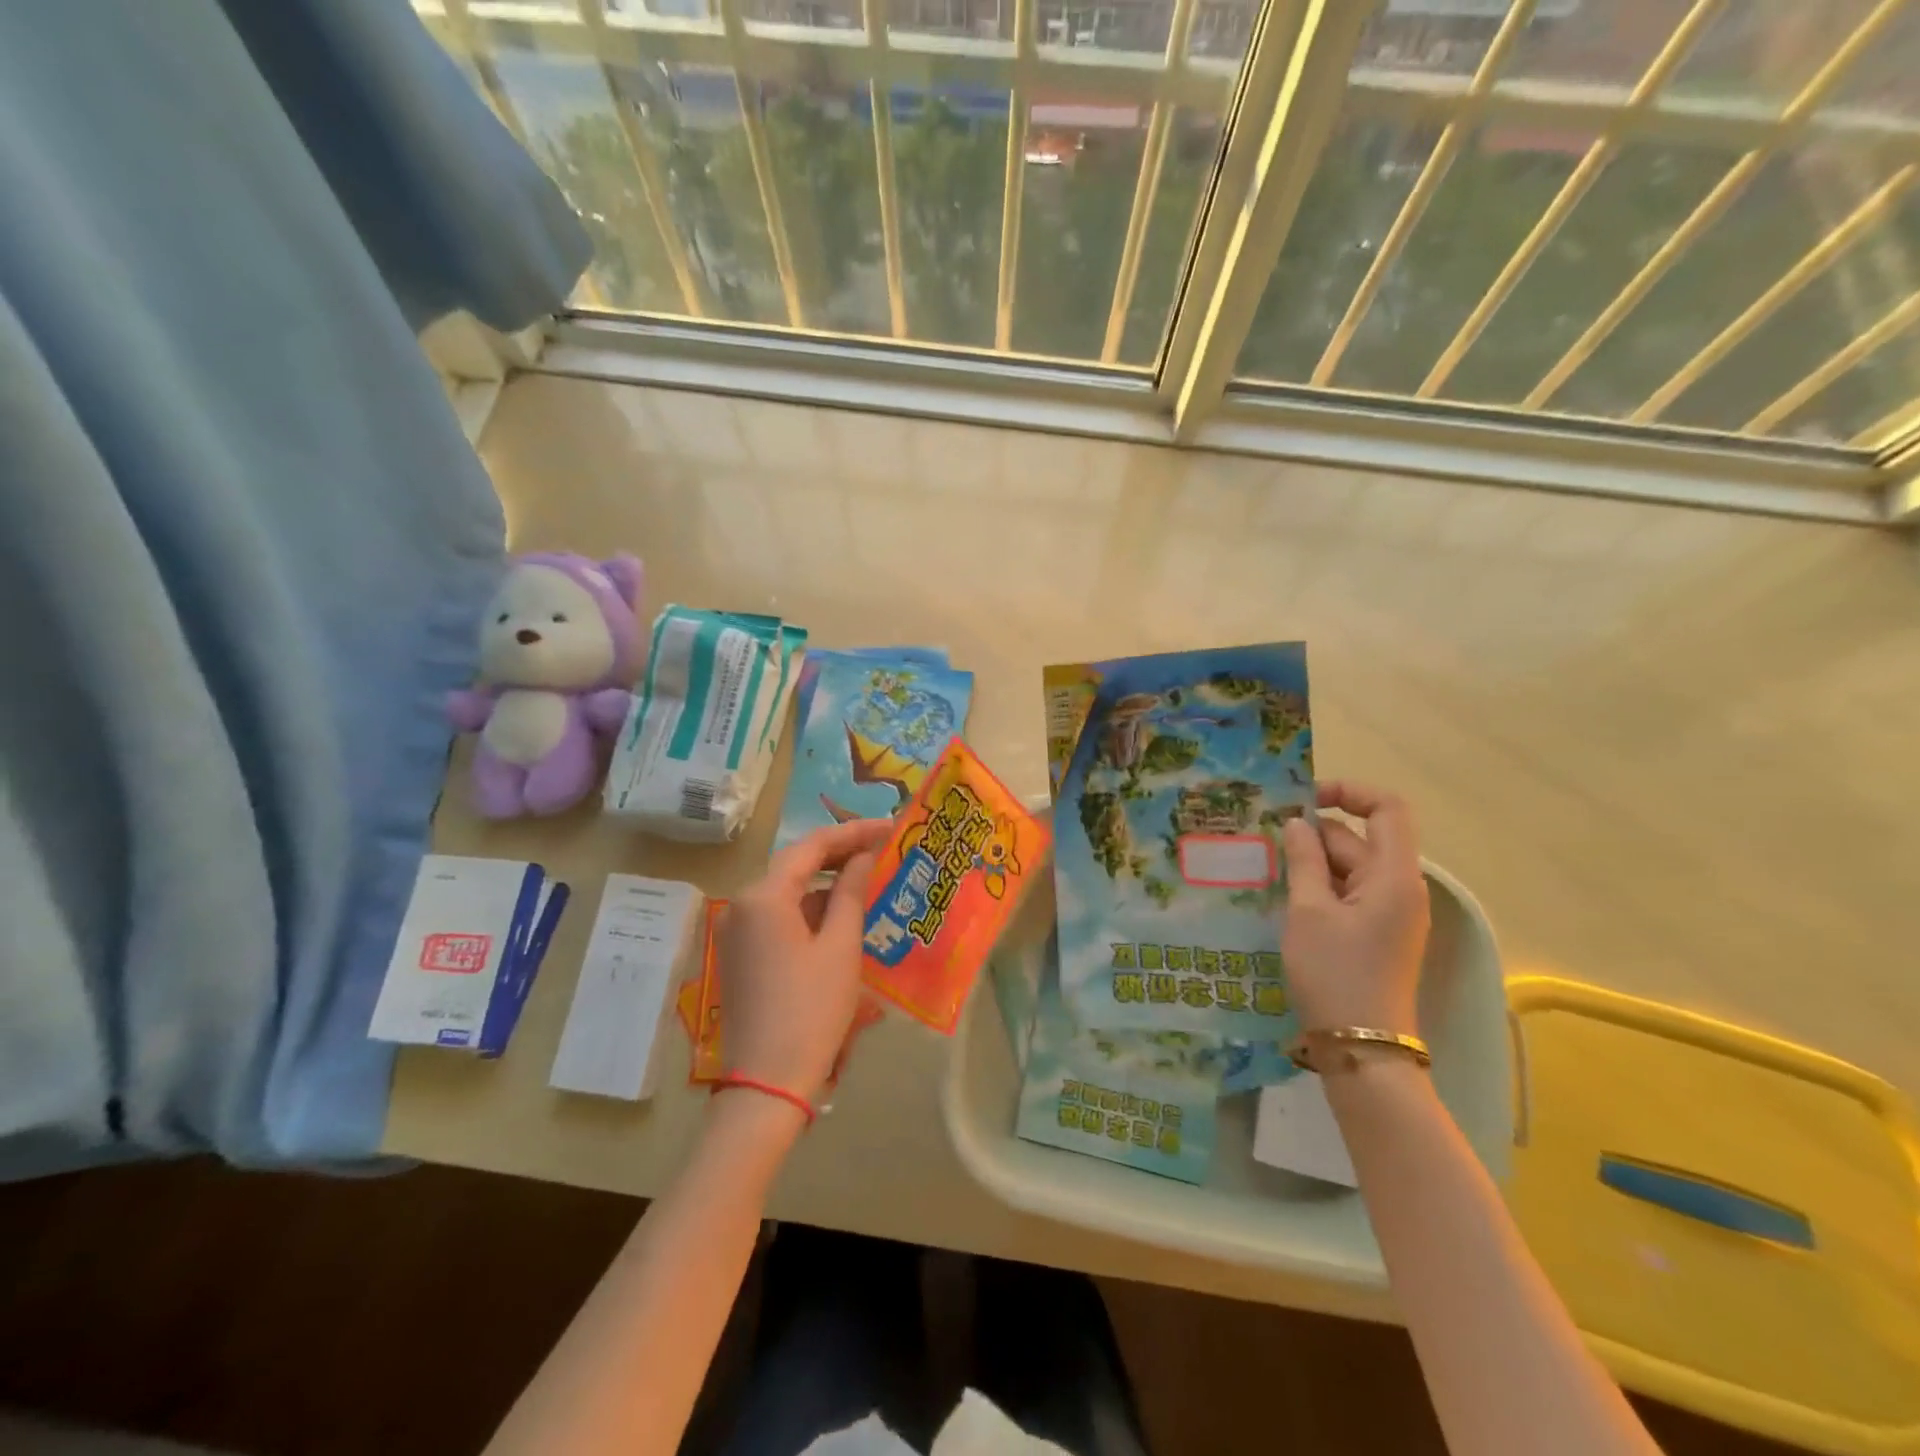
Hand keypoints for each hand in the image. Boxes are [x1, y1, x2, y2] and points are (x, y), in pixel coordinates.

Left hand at [715, 818, 890, 1103]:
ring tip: (869, 881)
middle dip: (839, 855)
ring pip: (787, 893)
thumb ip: (852, 891)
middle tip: (882, 848)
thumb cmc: (811, 1009)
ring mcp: (736, 931)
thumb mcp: (840, 946)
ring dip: (826, 885)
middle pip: (795, 866)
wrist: (767, 1083)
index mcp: (763, 896)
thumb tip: (863, 856)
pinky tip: (841, 918)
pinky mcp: (739, 955)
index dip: (852, 832)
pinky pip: (778, 918)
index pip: (811, 846)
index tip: (889, 827)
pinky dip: (809, 912)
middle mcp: (741, 905)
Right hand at [1280, 782, 1429, 1035]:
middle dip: (1314, 835)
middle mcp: (1401, 888)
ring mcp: (1390, 913)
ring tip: (1266, 869)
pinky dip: (1319, 888)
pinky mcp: (1376, 934)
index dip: (1350, 792)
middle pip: (1360, 840)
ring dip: (1311, 863)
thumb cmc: (1335, 973)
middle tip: (1264, 841)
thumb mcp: (1309, 911)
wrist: (1361, 1048)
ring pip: (1350, 868)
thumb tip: (1298, 822)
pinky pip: (1348, 894)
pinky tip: (1283, 897)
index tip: (1305, 799)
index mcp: (1395, 876)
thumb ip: (1303, 859)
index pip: (1388, 809)